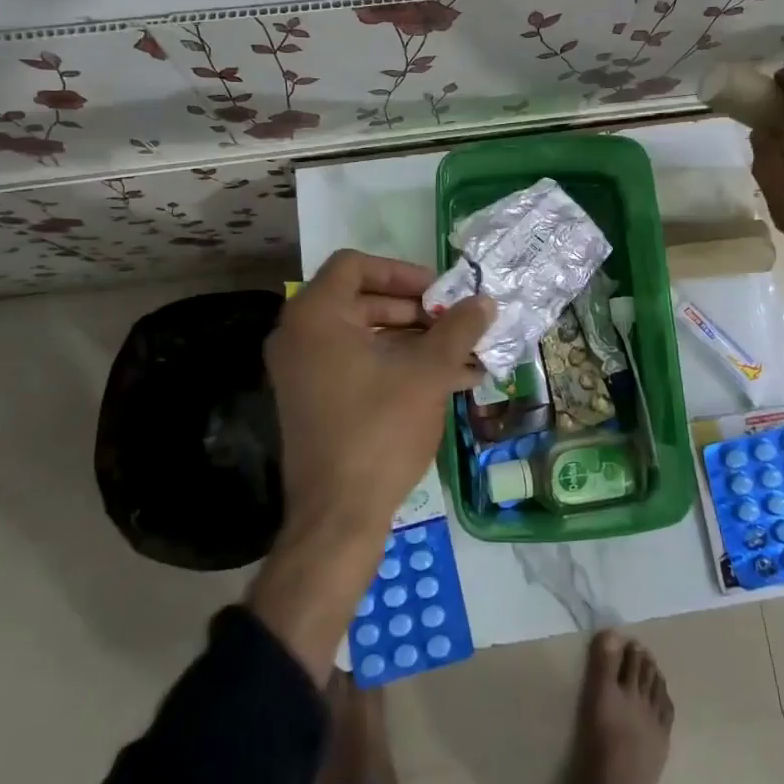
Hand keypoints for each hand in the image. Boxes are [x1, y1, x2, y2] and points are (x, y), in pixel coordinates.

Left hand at [248, 251, 490, 682]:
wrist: (337, 518)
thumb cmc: (379, 430)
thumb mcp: (427, 372)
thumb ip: (458, 329)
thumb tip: (485, 300)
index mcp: (314, 316)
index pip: (355, 266)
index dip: (401, 272)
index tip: (439, 291)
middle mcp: (299, 336)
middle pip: (362, 300)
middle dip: (416, 311)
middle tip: (455, 322)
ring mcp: (303, 371)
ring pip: (365, 336)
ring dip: (415, 342)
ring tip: (464, 355)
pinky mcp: (314, 401)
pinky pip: (358, 366)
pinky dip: (397, 366)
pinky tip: (449, 380)